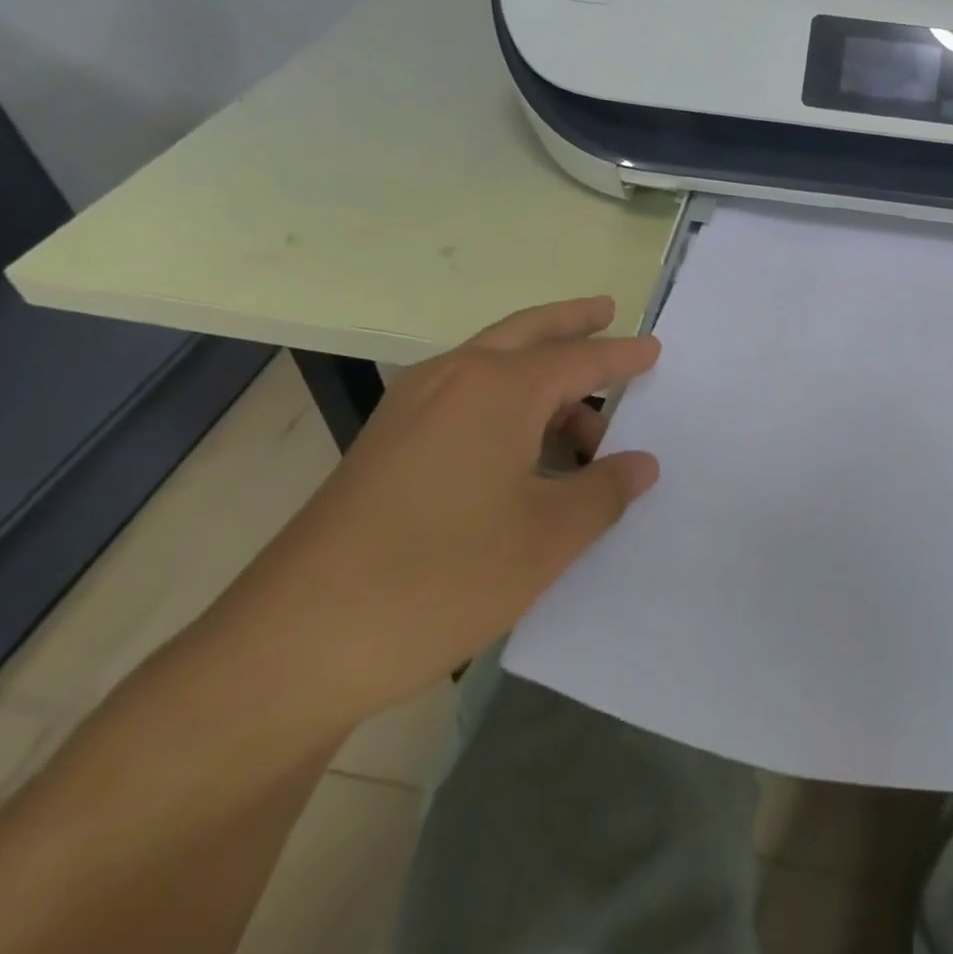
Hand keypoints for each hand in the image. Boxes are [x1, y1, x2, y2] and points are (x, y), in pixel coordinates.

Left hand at [203, 296, 658, 731]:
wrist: (298, 642)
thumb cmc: (443, 576)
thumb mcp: (548, 537)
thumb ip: (605, 491)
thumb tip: (640, 463)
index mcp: (498, 388)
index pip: (579, 360)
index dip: (622, 357)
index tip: (654, 348)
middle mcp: (452, 379)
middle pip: (525, 334)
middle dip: (570, 322)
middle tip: (606, 311)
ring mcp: (410, 410)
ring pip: (491, 370)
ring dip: (540, 383)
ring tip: (583, 434)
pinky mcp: (386, 446)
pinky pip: (464, 403)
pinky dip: (505, 410)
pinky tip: (524, 457)